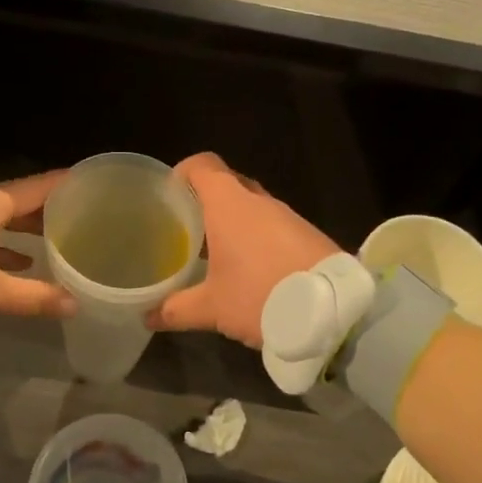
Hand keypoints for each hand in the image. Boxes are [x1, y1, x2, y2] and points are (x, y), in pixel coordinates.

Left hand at [0, 172, 76, 334]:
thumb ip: (33, 296)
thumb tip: (74, 304)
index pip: (38, 187)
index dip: (67, 184)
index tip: (96, 183)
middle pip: (19, 200)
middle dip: (49, 209)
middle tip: (86, 216)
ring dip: (25, 228)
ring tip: (58, 240)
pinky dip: (2, 243)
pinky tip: (18, 262)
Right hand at [148, 152, 339, 347]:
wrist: (334, 311)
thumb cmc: (261, 296)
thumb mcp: (212, 308)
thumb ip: (176, 309)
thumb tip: (148, 316)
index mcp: (230, 205)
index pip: (203, 165)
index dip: (183, 172)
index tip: (169, 193)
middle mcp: (259, 201)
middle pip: (228, 183)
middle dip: (206, 200)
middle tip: (187, 226)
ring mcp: (288, 216)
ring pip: (252, 206)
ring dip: (233, 221)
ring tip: (214, 251)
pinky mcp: (308, 235)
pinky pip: (273, 225)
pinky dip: (256, 236)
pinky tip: (249, 267)